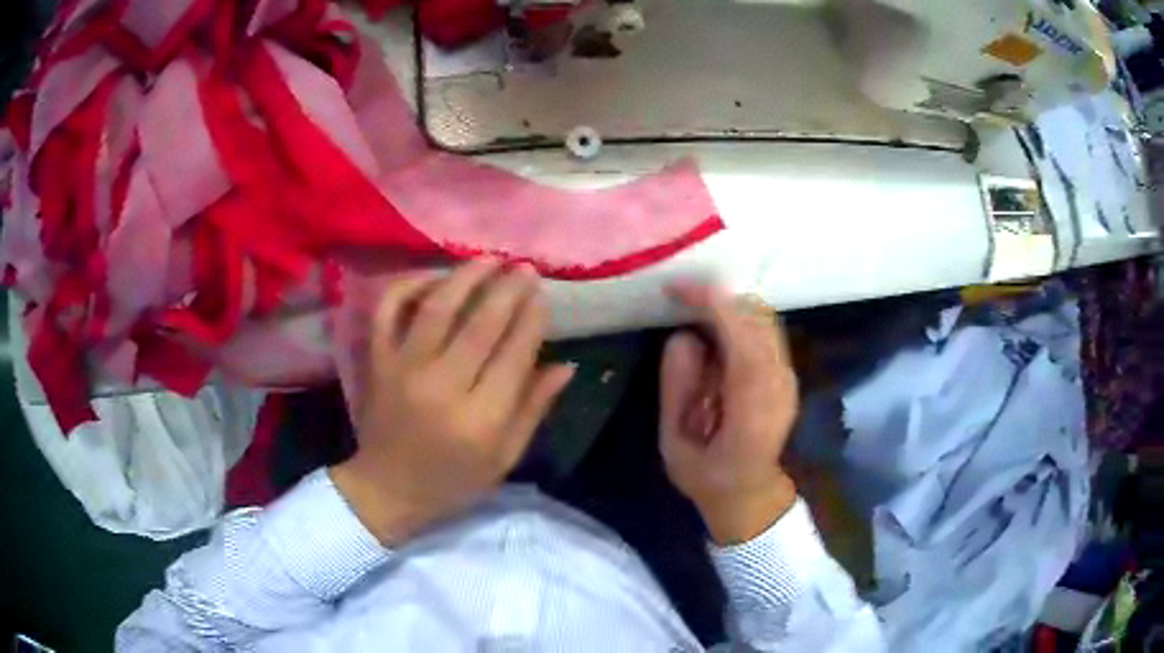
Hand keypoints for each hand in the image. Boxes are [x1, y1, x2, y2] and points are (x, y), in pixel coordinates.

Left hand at [332, 260, 574, 544]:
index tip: (542, 295)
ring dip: (466, 277)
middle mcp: (442, 386)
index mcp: (480, 419)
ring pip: (437, 308)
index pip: (514, 354)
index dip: (532, 318)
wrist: (387, 489)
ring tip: (489, 260)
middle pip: (481, 324)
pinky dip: (408, 286)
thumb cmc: (452, 481)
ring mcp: (403, 369)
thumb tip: (565, 364)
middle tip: (525, 267)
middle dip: (508, 289)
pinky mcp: (377, 361)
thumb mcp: (504, 458)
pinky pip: (388, 311)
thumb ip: (533, 409)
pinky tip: (433, 277)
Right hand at [659, 284, 798, 544]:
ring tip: (692, 308)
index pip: (742, 339)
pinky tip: (714, 327)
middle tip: (679, 296)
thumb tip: (683, 337)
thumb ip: (677, 389)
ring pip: (764, 320)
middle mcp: (779, 385)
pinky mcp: (786, 374)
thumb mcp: (675, 442)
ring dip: (729, 306)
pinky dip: (739, 317)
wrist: (750, 494)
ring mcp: (787, 378)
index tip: (678, 290)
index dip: (713, 305)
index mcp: (752, 408)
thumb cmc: (707, 476)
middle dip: (718, 297)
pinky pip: (765, 330)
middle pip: (758, 319)